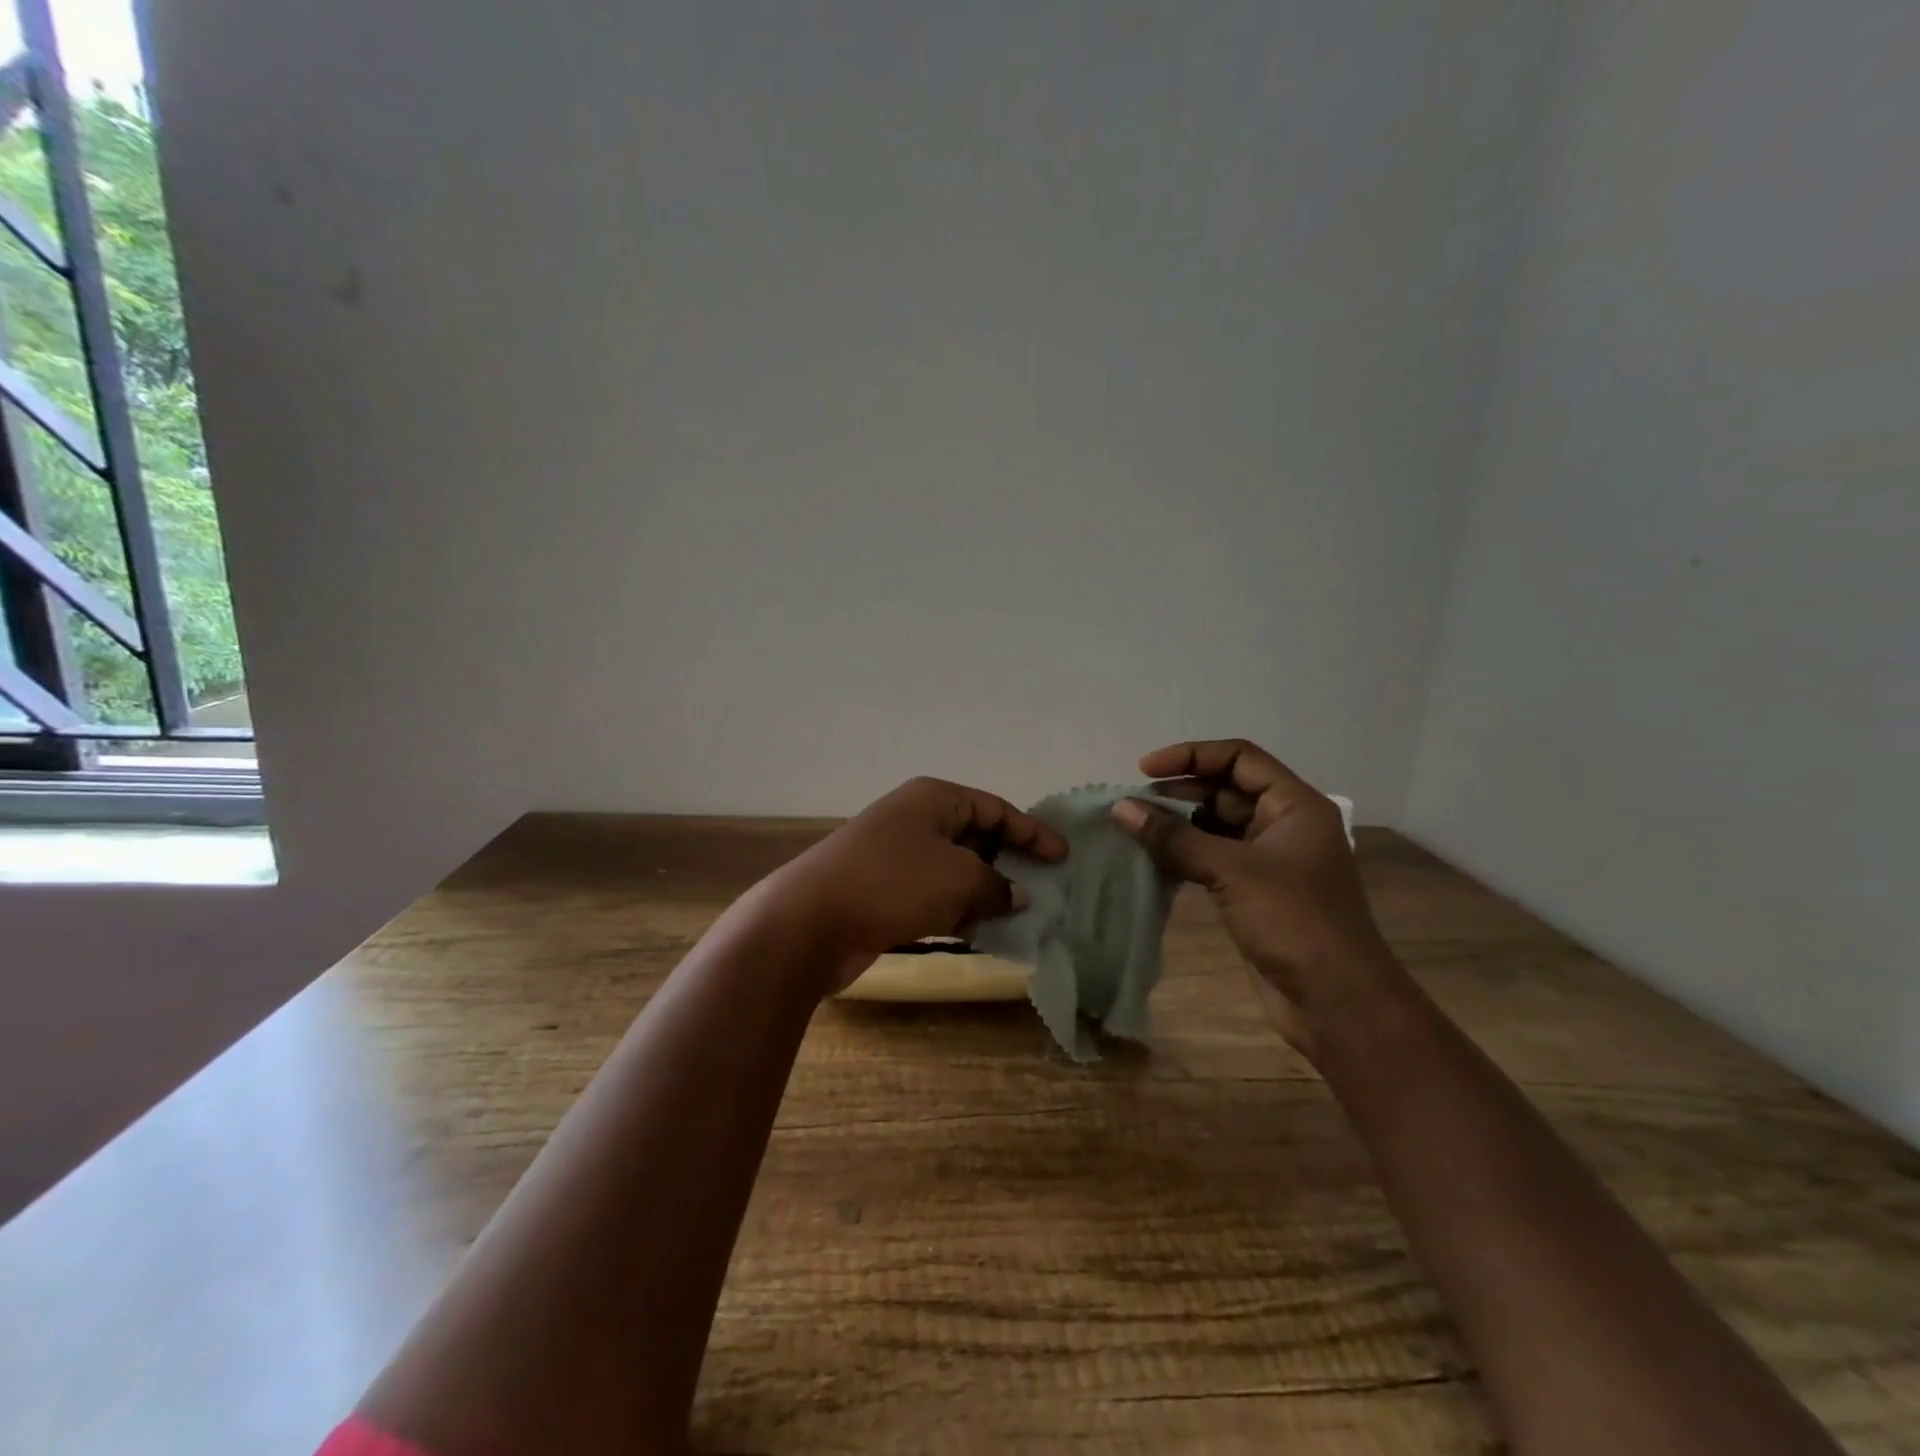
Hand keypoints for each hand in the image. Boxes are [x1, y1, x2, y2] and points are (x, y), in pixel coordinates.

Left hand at [765, 777, 1068, 993]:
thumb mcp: (959, 878)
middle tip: (1043, 889)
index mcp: (934, 798)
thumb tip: (1015, 895)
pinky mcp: (884, 890)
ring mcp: (896, 855)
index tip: (1062, 857)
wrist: (812, 919)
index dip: (1032, 832)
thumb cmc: (894, 882)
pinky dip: (958, 910)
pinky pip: (934, 894)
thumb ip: (996, 885)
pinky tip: (981, 934)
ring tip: (1019, 917)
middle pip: (975, 836)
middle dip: (1008, 863)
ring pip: (954, 869)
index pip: (995, 809)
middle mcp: (915, 819)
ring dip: (984, 891)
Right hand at [1111, 739, 1405, 1053]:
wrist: (1336, 1001)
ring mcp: (1272, 861)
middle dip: (1180, 792)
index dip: (1191, 756)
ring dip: (1178, 825)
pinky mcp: (1257, 892)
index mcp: (1295, 805)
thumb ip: (1174, 837)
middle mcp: (1285, 824)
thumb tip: (1120, 809)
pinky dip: (1185, 855)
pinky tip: (1153, 860)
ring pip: (1218, 826)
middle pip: (1226, 789)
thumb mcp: (1231, 871)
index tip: (1144, 770)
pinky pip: (1215, 858)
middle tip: (1133, 805)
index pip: (1239, 757)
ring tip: (1135, 830)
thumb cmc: (1292, 921)